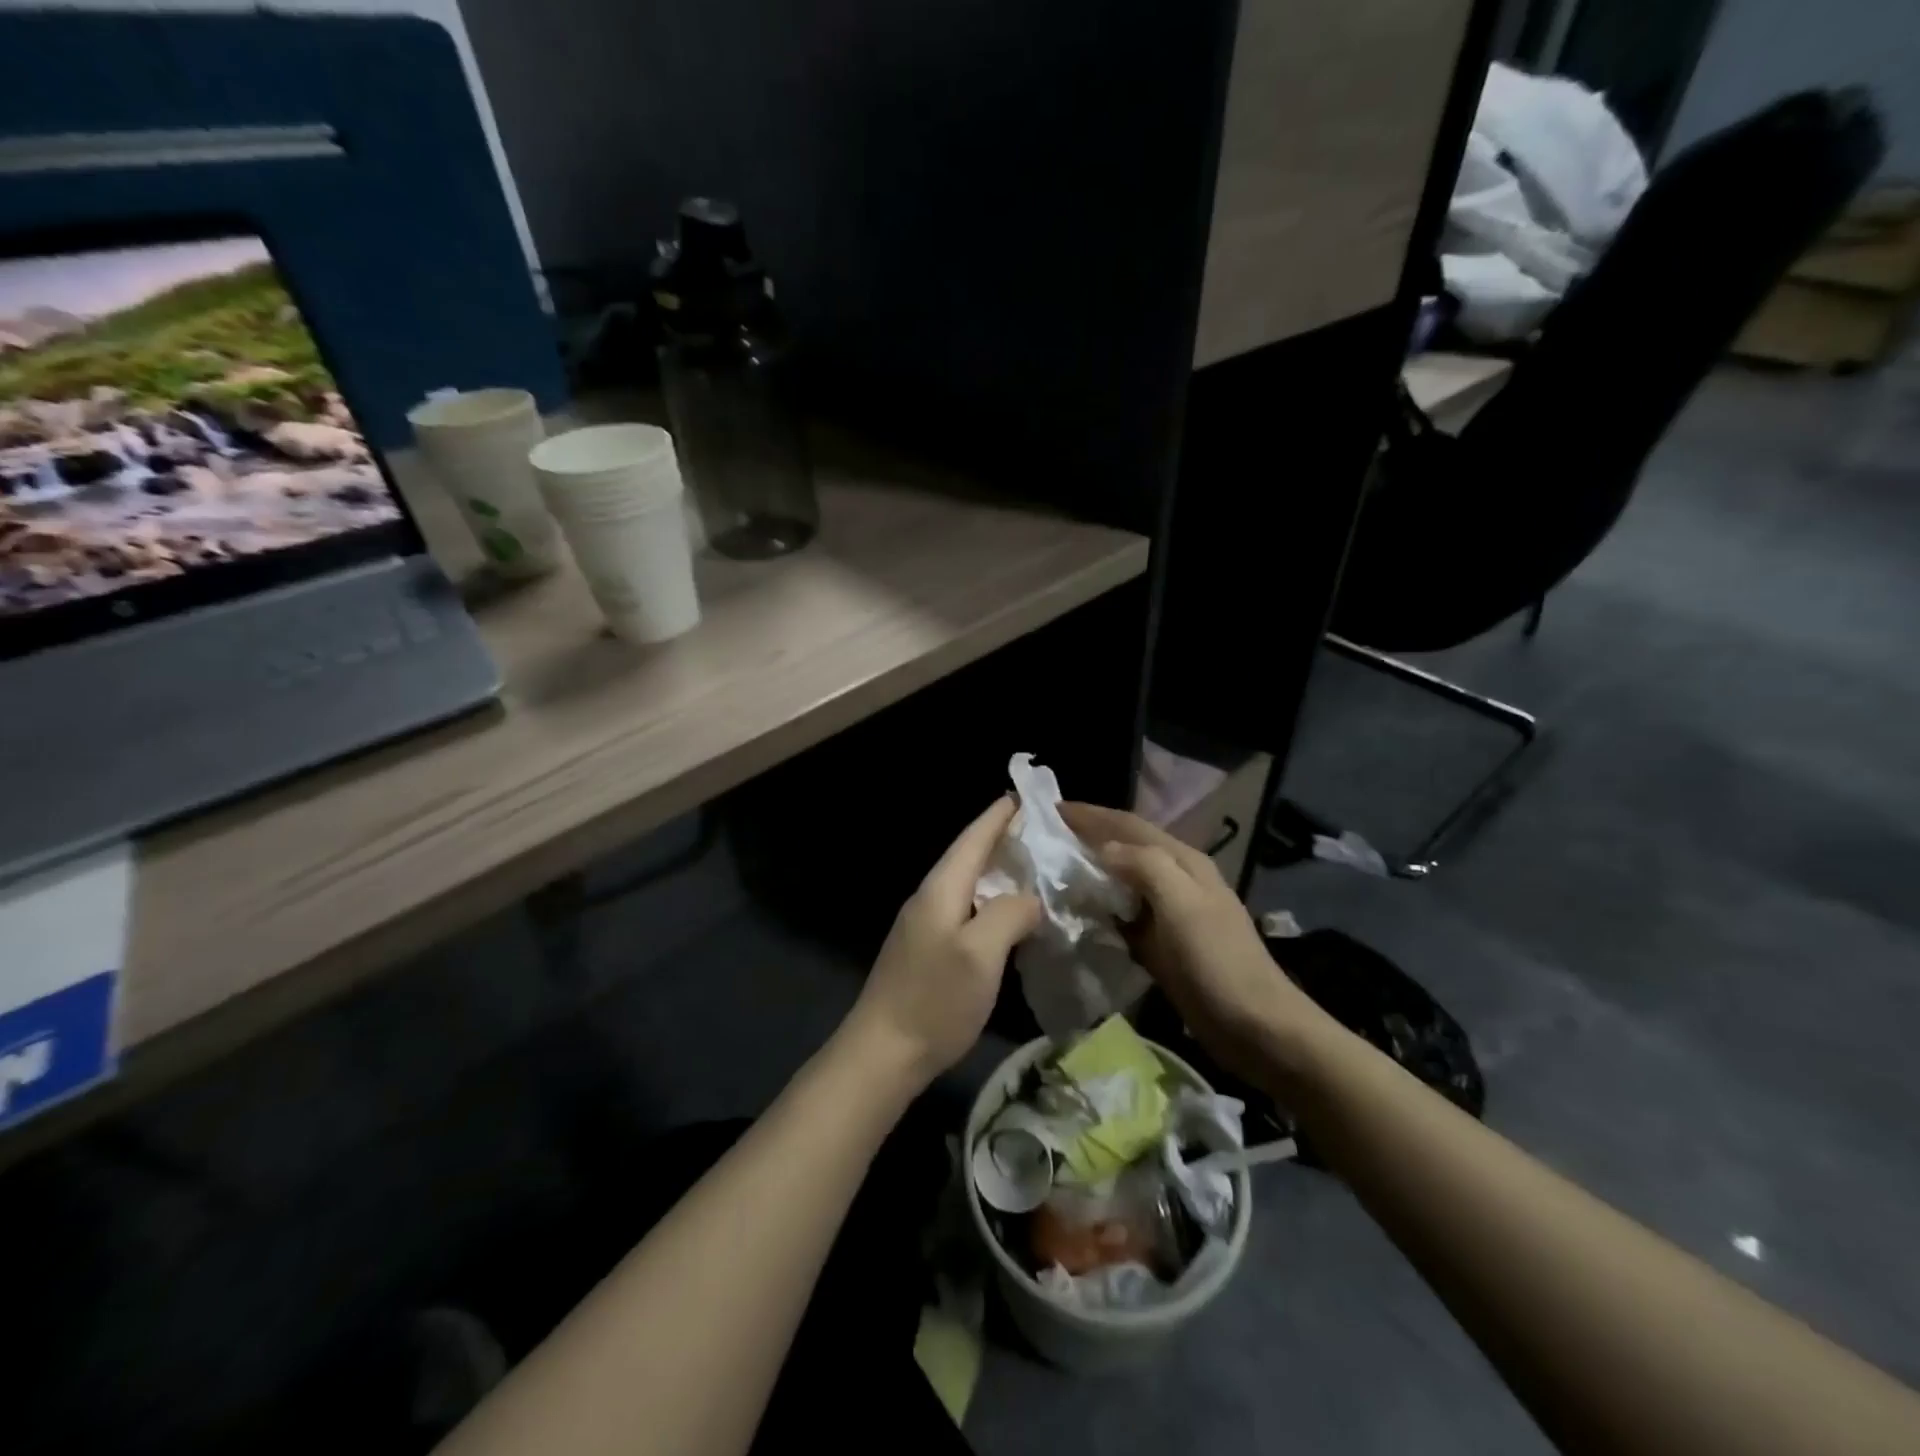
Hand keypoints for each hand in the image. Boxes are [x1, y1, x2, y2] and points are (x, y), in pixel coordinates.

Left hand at [842, 797, 1041, 1090]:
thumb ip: (1010, 913)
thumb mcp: (981, 953)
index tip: (1027, 796)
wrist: (883, 1053)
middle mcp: (930, 898)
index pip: (973, 838)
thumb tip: (1030, 897)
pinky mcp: (928, 951)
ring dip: (999, 872)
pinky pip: (966, 910)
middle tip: (1044, 833)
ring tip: (1035, 869)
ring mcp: (925, 926)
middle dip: (1003, 840)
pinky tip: (1010, 916)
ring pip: (969, 885)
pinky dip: (991, 902)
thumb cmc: (934, 999)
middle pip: (970, 857)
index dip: (999, 816)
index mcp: (941, 889)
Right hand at [1060, 802, 1335, 1091]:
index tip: (1050, 809)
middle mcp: (1176, 879)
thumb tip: (1103, 848)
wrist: (1256, 1027)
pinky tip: (1077, 915)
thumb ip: (1145, 867)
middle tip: (1045, 837)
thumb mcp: (1183, 905)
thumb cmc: (1217, 962)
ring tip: (1052, 871)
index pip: (1129, 825)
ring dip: (1091, 872)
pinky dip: (1100, 909)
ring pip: (1122, 881)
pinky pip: (1123, 915)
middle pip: (1125, 848)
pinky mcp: (1162, 944)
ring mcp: (1170, 913)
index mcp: (1183, 861)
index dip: (1091, 814)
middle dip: (1088, 837)